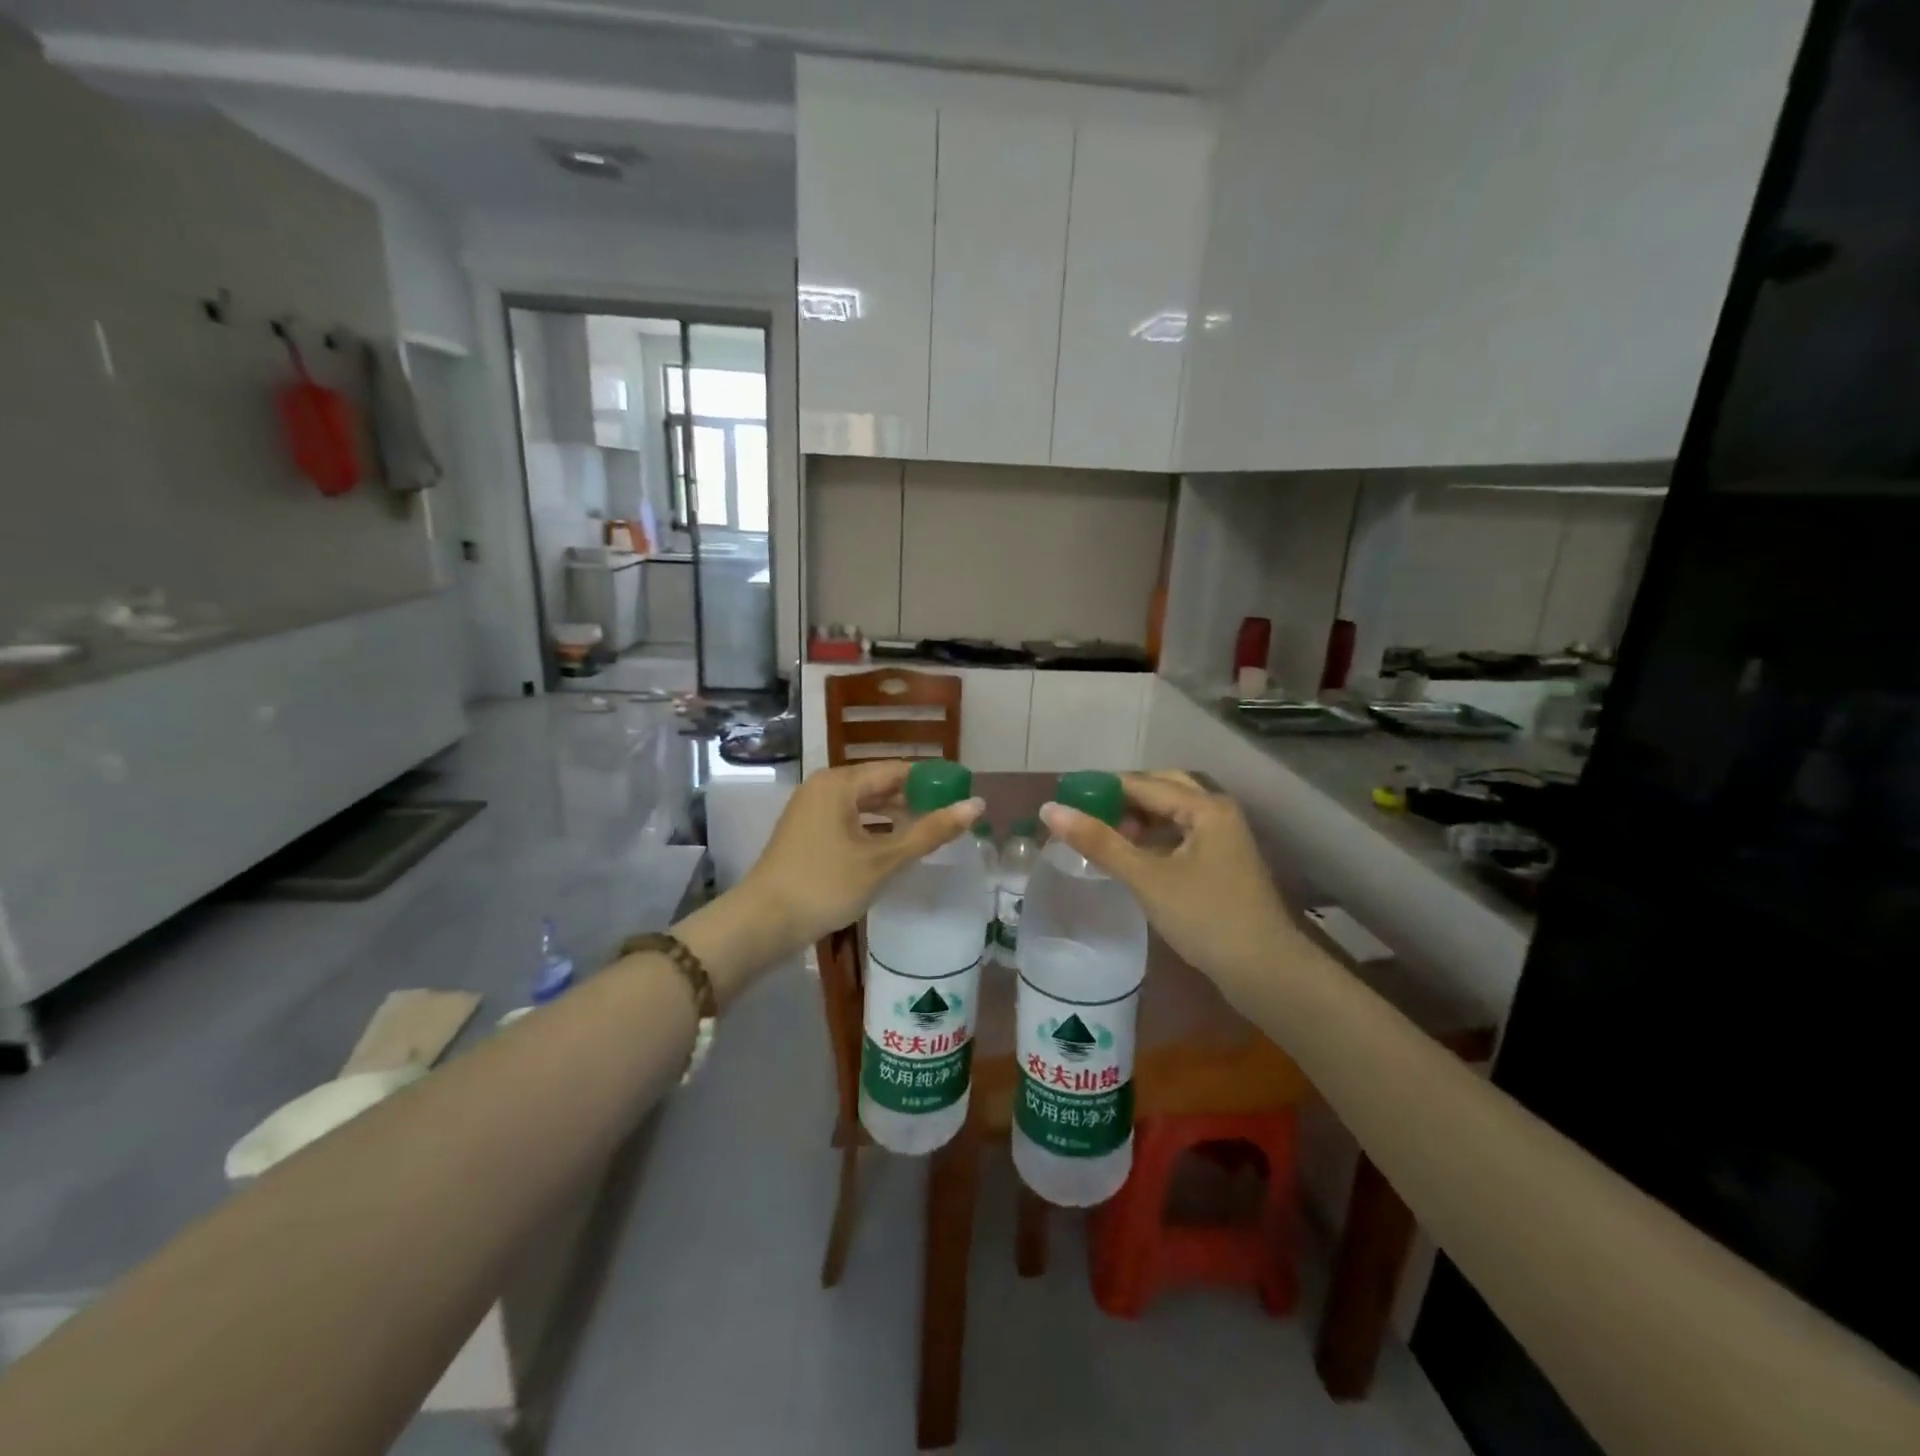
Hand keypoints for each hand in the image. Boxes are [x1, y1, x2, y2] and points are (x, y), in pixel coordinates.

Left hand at [741, 760, 984, 953]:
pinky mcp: (807, 833)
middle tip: (953, 818)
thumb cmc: (826, 885)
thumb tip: (977, 805)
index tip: (963, 795)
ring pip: (865, 805)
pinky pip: (850, 821)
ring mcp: (812, 810)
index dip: (933, 781)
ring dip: (896, 818)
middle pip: (880, 785)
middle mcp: (824, 787)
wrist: (763, 923)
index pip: (898, 770)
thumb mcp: (883, 859)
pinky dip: (874, 830)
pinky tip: (895, 848)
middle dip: (915, 801)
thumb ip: (930, 831)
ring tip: (931, 834)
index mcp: (840, 782)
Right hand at [1039, 771, 1300, 989]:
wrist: (1265, 971)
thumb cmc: (1206, 918)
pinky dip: (1153, 838)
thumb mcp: (1147, 878)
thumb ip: (1099, 841)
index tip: (1064, 798)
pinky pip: (1180, 834)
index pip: (1142, 783)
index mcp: (1204, 807)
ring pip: (1171, 813)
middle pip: (1161, 790)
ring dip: (1137, 819)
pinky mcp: (1221, 861)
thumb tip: (1050, 809)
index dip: (1101, 787)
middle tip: (1084, 815)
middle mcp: (1217, 811)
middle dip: (1122, 799)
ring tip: (1101, 835)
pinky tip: (1130, 856)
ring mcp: (1222, 837)